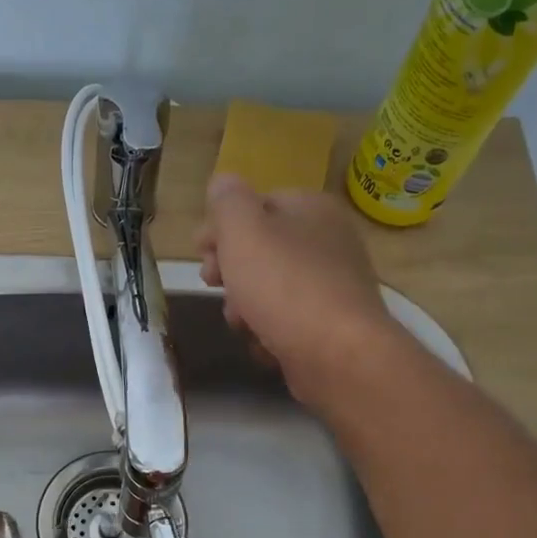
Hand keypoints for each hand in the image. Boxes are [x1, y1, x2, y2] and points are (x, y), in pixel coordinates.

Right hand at [197, 174, 397, 407]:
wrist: (337, 355)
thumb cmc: (284, 285)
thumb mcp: (243, 230)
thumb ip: (228, 201)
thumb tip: (223, 182)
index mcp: (312, 209)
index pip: (256, 205)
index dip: (221, 227)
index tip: (200, 252)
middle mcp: (328, 241)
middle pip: (261, 249)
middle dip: (230, 270)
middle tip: (213, 284)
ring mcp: (332, 286)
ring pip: (270, 289)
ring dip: (245, 306)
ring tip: (241, 322)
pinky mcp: (330, 326)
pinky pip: (287, 322)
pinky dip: (269, 332)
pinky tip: (264, 343)